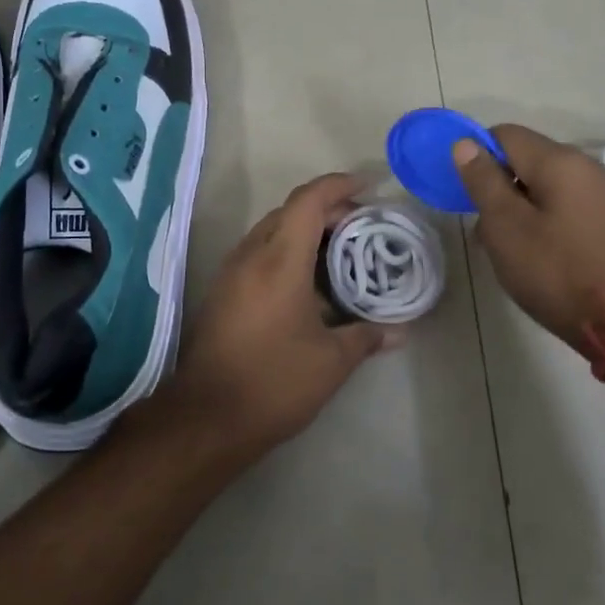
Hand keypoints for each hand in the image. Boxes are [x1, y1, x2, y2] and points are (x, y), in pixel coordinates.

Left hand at [164, 174, 395, 459]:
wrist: (205, 418)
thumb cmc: (273, 381)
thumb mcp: (331, 361)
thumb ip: (366, 337)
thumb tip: (399, 330)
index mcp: (279, 259)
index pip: (308, 201)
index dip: (339, 185)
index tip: (368, 185)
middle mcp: (250, 255)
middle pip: (289, 211)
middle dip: (327, 209)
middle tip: (361, 227)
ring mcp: (231, 273)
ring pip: (271, 231)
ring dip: (305, 231)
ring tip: (340, 252)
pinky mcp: (222, 293)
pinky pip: (258, 253)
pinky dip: (286, 251)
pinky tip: (308, 282)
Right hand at [454, 126, 604, 351]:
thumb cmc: (556, 271)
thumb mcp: (506, 226)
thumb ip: (483, 181)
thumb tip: (465, 143)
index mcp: (559, 160)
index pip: (505, 134)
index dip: (477, 155)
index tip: (466, 194)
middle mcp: (584, 165)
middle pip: (525, 158)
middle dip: (497, 185)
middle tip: (485, 228)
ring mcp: (600, 192)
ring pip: (543, 183)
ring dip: (517, 206)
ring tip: (507, 246)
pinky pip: (563, 203)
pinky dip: (541, 218)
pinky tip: (536, 252)